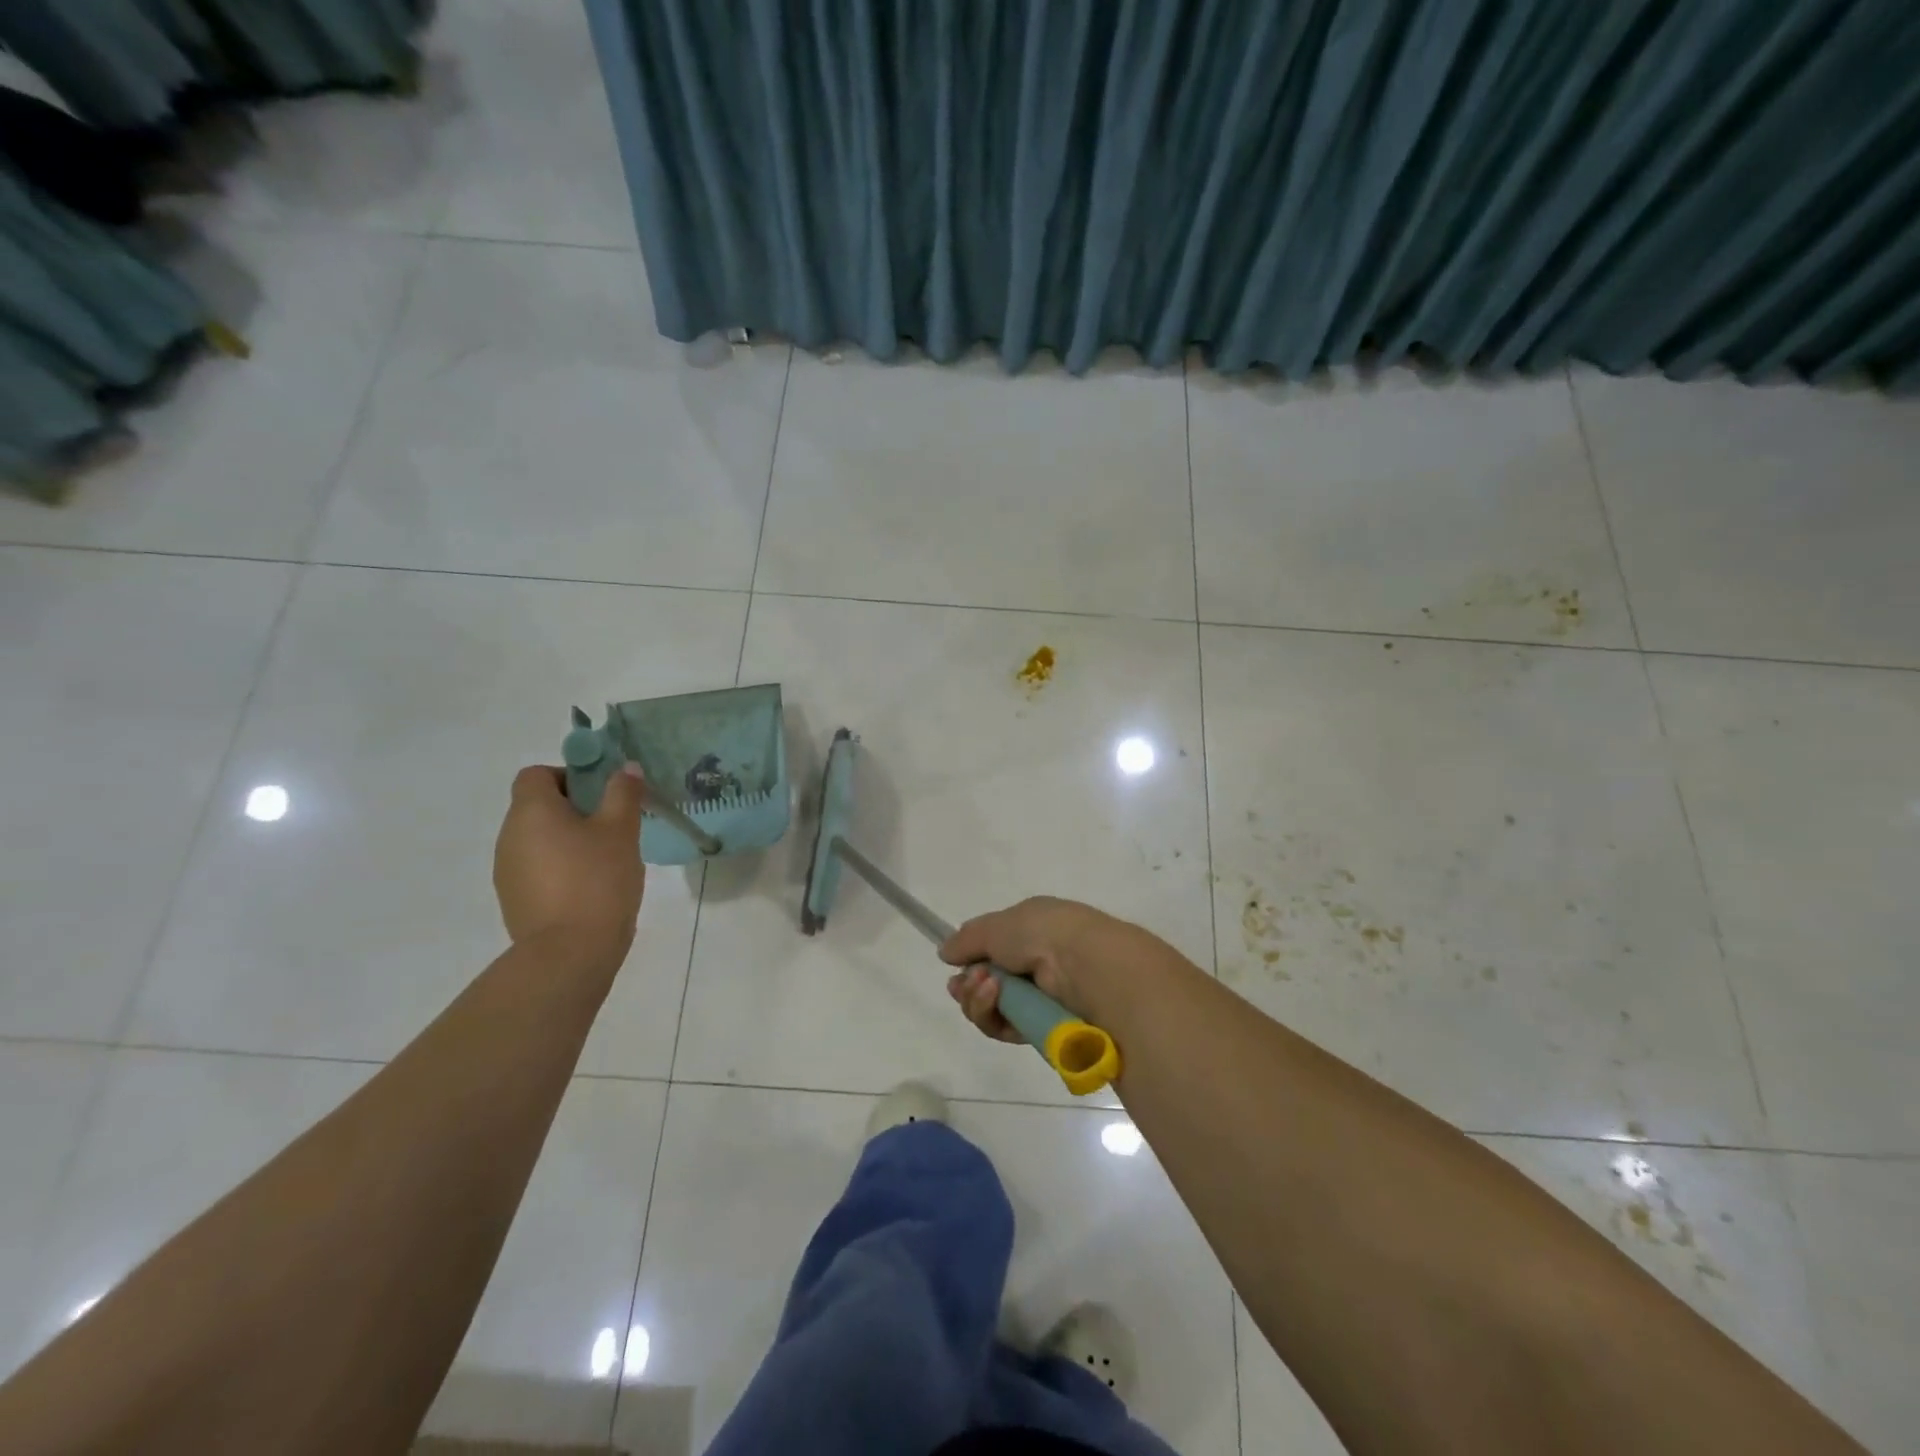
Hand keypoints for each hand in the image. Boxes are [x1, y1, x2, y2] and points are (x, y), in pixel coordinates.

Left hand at [494, 764, 645, 966]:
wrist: (569, 953)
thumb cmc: (597, 879)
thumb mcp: (621, 830)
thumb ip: (623, 793)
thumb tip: (627, 768)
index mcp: (531, 811)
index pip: (536, 774)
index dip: (568, 776)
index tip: (601, 794)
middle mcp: (509, 836)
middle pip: (537, 807)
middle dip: (575, 810)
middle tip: (614, 826)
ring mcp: (507, 870)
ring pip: (539, 839)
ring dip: (568, 841)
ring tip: (606, 860)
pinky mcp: (515, 899)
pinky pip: (538, 869)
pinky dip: (561, 868)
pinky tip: (591, 888)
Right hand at [938, 896, 1118, 1042]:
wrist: (1084, 966)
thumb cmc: (1042, 933)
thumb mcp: (998, 925)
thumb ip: (968, 939)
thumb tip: (945, 951)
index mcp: (1033, 930)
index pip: (995, 948)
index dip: (971, 958)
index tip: (953, 964)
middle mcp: (1037, 964)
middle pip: (987, 982)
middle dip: (969, 985)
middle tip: (962, 984)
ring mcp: (1040, 998)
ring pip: (992, 1008)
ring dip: (978, 999)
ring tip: (985, 986)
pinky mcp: (1041, 1029)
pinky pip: (1004, 1028)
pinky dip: (992, 1014)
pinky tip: (993, 996)